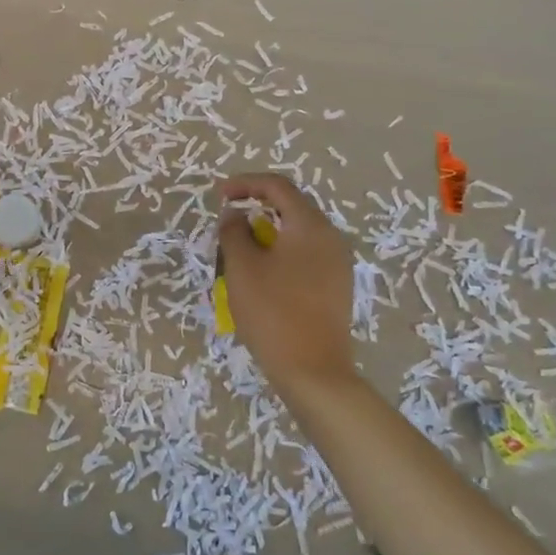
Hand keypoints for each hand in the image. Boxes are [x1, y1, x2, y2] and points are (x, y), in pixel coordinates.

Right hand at [218, 173, 357, 394]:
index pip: (277, 186)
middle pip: (291, 205)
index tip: (218, 195)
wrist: (313, 371)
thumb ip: (234, 232)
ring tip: (240, 245)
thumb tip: (235, 215)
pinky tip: (262, 270)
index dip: (245, 183)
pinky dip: (280, 250)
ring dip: (267, 229)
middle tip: (228, 216)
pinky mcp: (336, 286)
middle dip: (256, 205)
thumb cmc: (273, 311)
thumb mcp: (242, 267)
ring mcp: (337, 263)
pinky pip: (305, 253)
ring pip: (298, 231)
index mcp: (310, 225)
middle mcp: (330, 237)